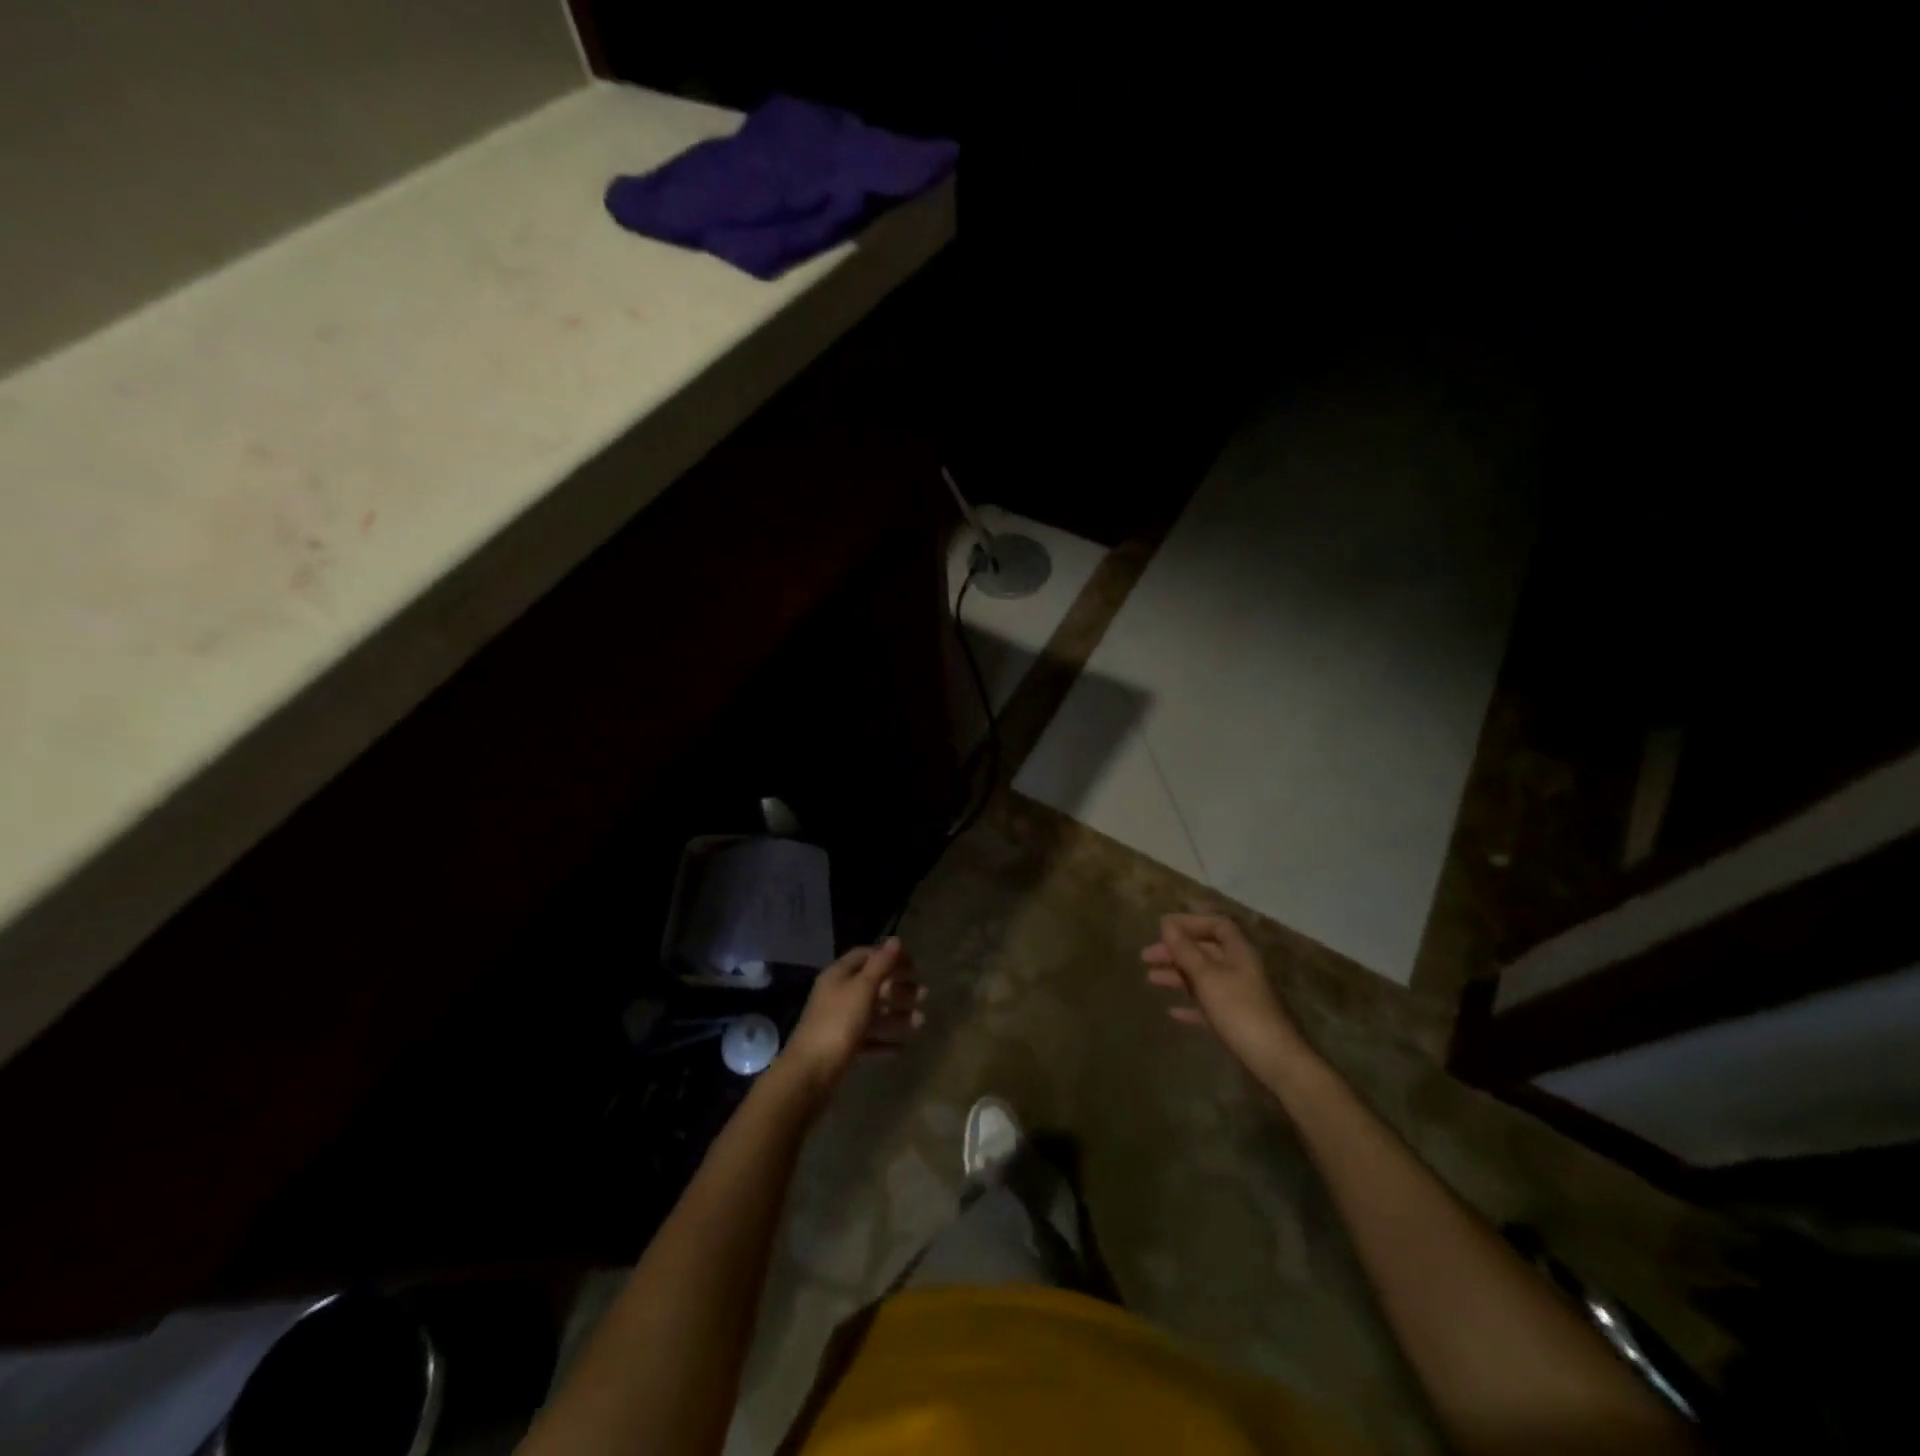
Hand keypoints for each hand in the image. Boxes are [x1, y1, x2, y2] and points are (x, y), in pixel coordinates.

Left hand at [783, 938, 925, 1096]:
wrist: (811, 1072)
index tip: (913, 965)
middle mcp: (838, 995)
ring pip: (873, 1013)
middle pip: (872, 985)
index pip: (865, 956)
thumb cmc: (839, 1022)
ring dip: (897, 1016)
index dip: (889, 957)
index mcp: (839, 975)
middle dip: (899, 988)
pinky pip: (868, 1038)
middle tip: (924, 995)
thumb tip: (896, 940)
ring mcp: (839, 1022)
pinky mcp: (842, 1047)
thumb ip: (881, 964)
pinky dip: (885, 1040)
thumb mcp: (863, 988)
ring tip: (921, 1021)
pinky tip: (902, 1047)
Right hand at [1143, 914, 1310, 1081]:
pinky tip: (1172, 1011)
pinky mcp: (1235, 1020)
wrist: (1272, 1060)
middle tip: (1146, 957)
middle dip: (1175, 951)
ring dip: (1177, 975)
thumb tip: (1166, 924)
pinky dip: (1189, 1004)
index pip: (1216, 925)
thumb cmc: (1239, 1010)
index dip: (1190, 923)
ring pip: (1203, 977)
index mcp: (1238, 953)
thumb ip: (1186, 950)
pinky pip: (1207, 1004)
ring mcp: (1238, 995)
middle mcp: (1239, 969)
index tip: (1163, 928)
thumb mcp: (1207, 977)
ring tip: (1150, 979)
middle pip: (1205, 951)